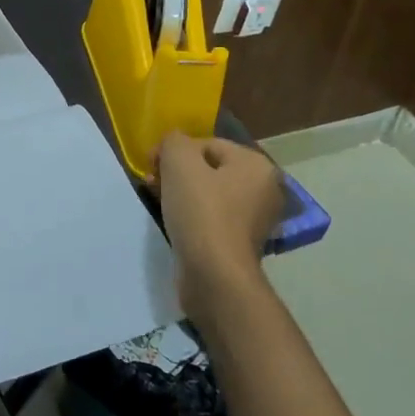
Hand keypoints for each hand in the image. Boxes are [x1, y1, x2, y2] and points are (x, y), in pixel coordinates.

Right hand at [154, 132, 282, 316]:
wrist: (214, 275)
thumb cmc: (201, 211)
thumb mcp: (179, 161)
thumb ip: (173, 141)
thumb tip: (173, 145)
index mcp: (256, 165)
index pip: (207, 144)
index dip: (174, 151)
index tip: (151, 166)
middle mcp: (263, 189)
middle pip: (208, 168)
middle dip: (176, 173)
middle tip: (152, 184)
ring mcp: (254, 219)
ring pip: (208, 193)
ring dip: (180, 193)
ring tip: (158, 201)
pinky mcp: (240, 243)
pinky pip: (211, 217)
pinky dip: (191, 215)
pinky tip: (173, 221)